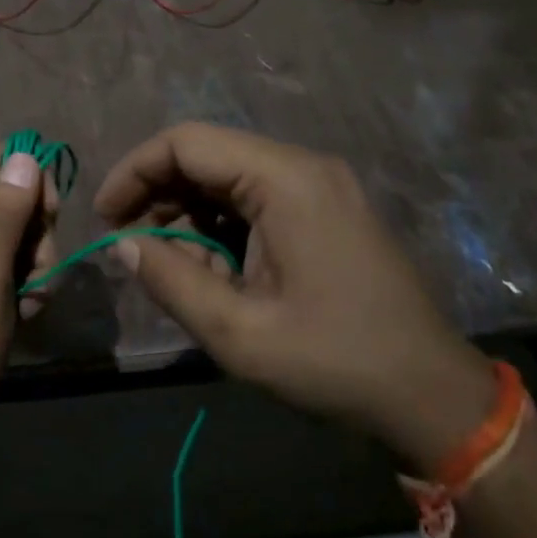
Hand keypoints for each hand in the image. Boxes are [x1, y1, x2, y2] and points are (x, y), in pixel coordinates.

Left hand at [0, 143, 58, 451]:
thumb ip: (2, 215)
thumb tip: (26, 155)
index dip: (33, 181)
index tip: (48, 225)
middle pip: (6, 193)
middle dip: (36, 231)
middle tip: (37, 277)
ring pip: (7, 230)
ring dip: (31, 263)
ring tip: (28, 305)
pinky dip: (13, 282)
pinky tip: (17, 315)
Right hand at [94, 123, 494, 473]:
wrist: (431, 395)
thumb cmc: (334, 362)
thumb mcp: (238, 332)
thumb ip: (170, 279)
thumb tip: (122, 244)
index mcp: (286, 180)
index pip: (187, 142)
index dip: (135, 171)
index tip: (105, 217)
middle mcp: (304, 168)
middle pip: (208, 157)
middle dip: (159, 197)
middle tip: (131, 249)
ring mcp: (321, 188)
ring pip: (229, 180)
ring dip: (189, 218)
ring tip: (174, 272)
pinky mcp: (327, 211)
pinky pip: (256, 202)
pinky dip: (221, 229)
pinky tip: (213, 273)